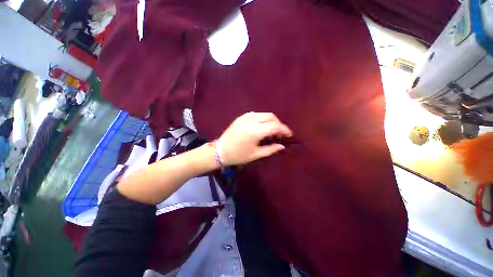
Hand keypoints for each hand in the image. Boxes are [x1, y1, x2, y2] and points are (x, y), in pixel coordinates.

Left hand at [217, 112, 292, 165]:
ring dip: (271, 121)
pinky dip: (262, 119)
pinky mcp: (241, 117)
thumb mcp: (256, 154)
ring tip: (271, 131)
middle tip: (280, 134)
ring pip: (264, 114)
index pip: (275, 126)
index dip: (284, 130)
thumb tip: (282, 146)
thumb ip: (271, 149)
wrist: (220, 150)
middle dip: (278, 124)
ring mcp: (245, 117)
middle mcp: (251, 120)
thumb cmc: (238, 155)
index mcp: (255, 131)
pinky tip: (261, 127)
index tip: (289, 135)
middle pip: (271, 117)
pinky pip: (256, 114)